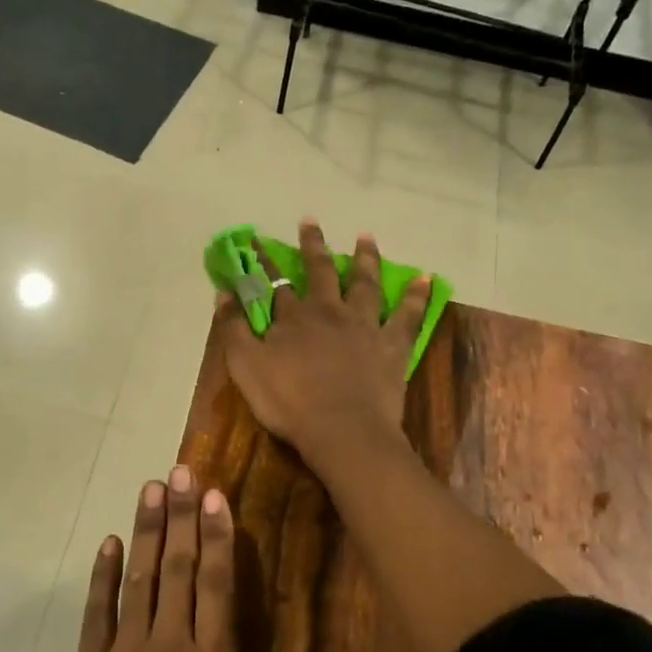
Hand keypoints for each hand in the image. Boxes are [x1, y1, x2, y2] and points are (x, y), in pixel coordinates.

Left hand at [44, 465, 338, 651]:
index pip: (218, 584)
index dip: (219, 536)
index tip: (215, 495)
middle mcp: (168, 647)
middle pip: (179, 568)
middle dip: (182, 516)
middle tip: (180, 470)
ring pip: (139, 579)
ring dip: (147, 531)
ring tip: (150, 488)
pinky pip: (96, 614)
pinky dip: (102, 577)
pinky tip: (107, 545)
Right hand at [215, 218, 431, 455]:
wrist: (341, 429)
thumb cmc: (288, 402)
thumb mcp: (246, 367)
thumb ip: (234, 328)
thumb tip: (224, 292)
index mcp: (293, 317)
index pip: (276, 283)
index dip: (265, 263)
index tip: (258, 241)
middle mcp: (329, 311)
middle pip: (321, 271)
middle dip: (314, 246)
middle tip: (311, 221)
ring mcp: (364, 325)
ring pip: (365, 283)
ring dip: (365, 258)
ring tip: (366, 236)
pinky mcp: (392, 345)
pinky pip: (408, 315)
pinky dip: (417, 295)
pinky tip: (427, 278)